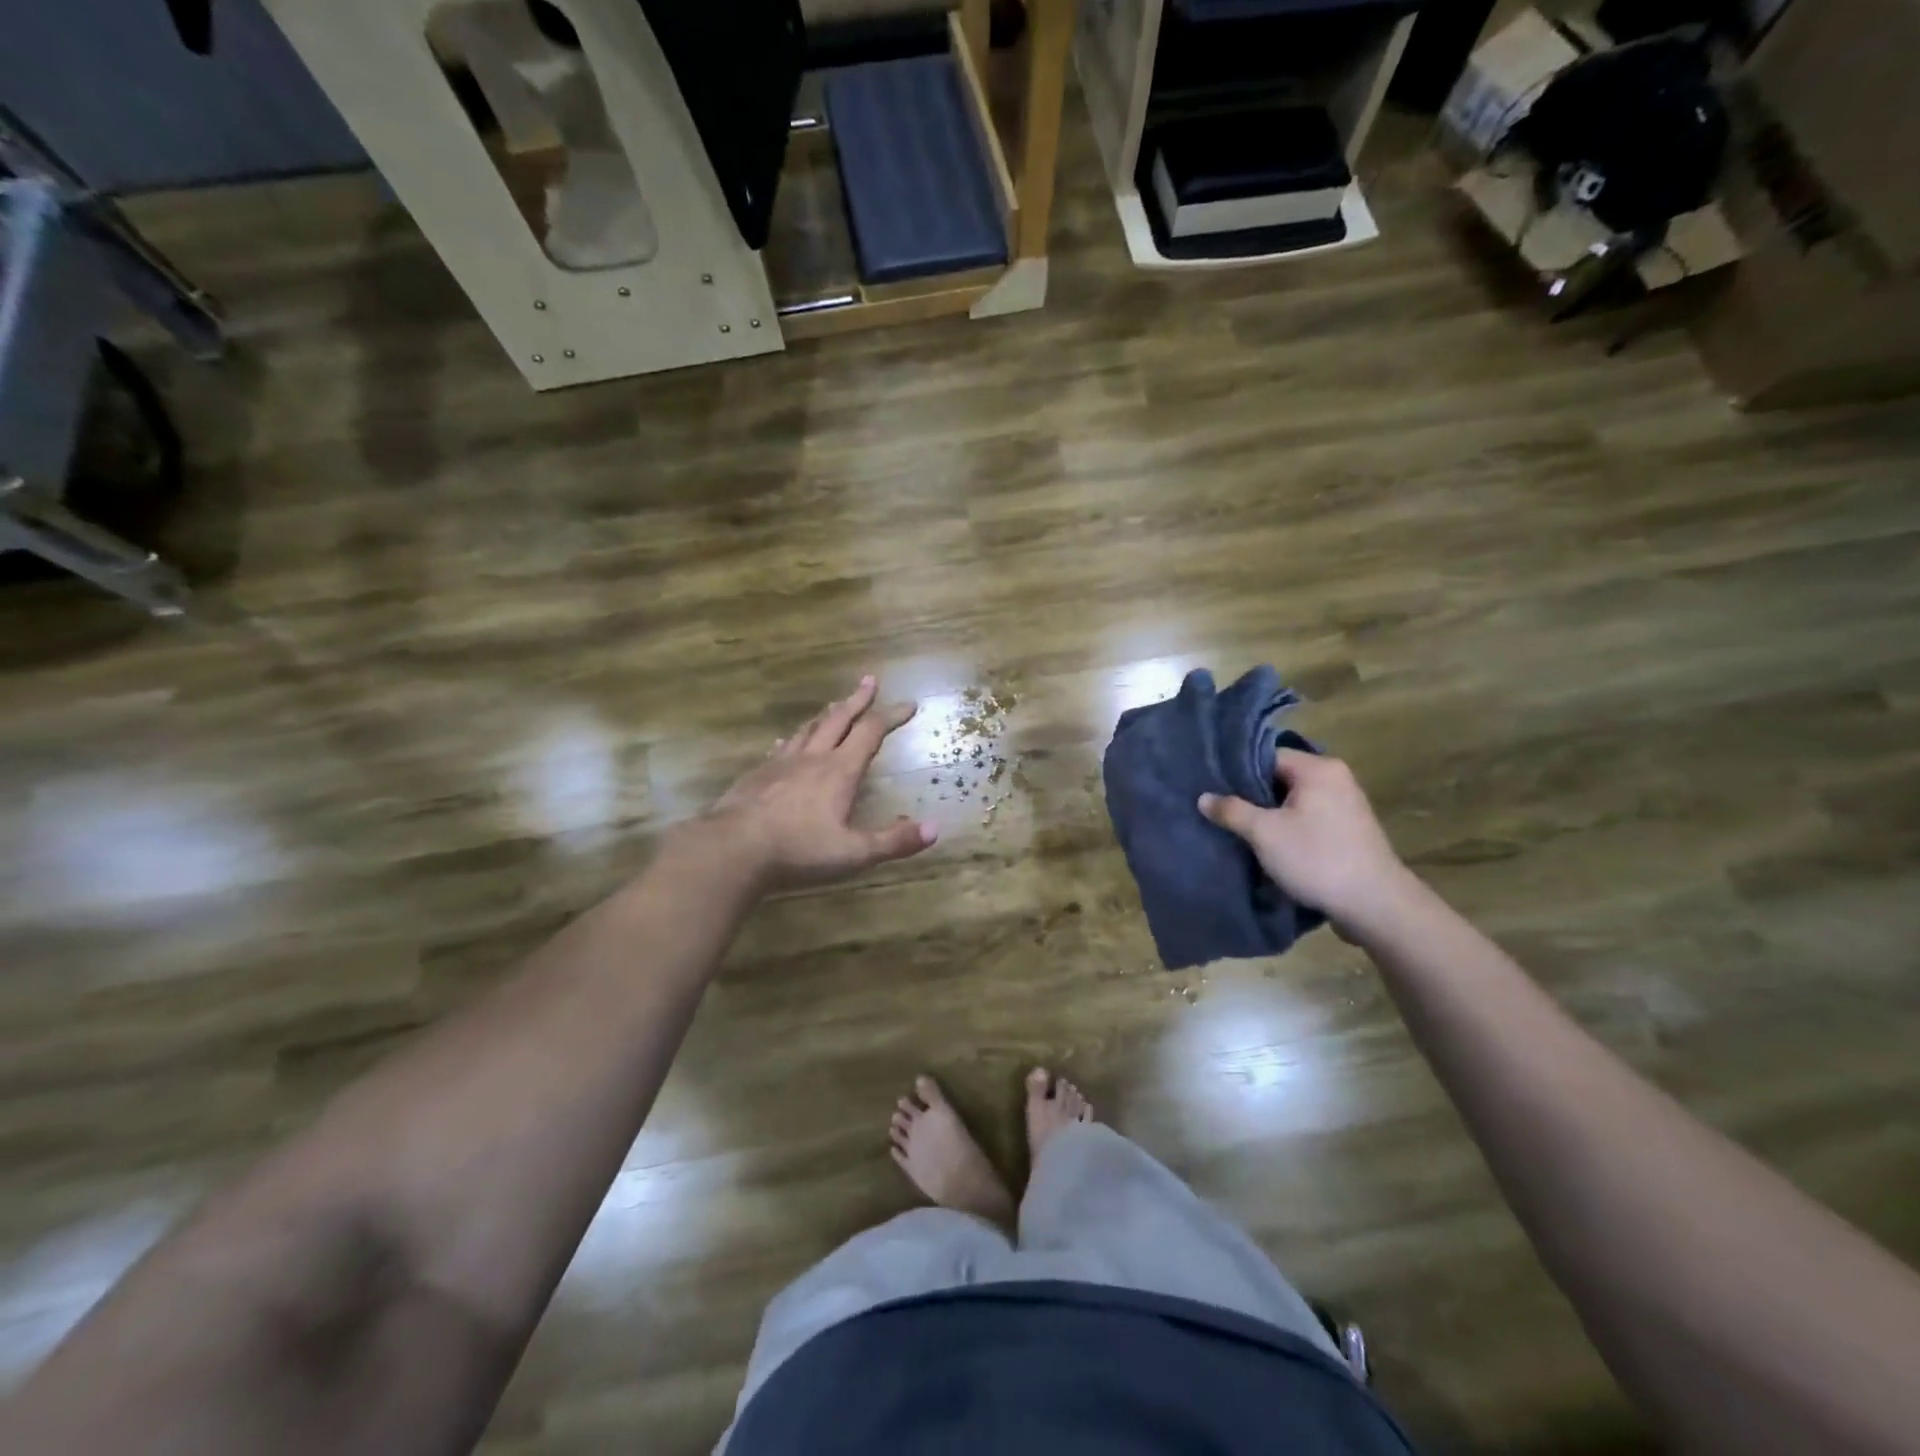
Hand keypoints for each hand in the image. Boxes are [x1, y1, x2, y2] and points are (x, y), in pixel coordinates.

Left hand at [707, 676, 936, 889]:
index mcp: (840, 771)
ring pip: (808, 729)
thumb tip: (934, 829)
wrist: (733, 849)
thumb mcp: (854, 853)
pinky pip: (780, 749)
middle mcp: (812, 758)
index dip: (892, 716)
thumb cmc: (799, 850)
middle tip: (869, 681)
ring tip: (834, 704)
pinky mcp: (757, 775)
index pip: (871, 732)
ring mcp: (781, 764)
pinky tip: (786, 741)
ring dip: (826, 714)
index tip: (909, 704)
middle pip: (839, 719)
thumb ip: (894, 841)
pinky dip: (791, 739)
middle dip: (858, 700)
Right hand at [1198, 750, 1412, 932]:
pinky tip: (1267, 844)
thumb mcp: (1265, 833)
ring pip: (1293, 800)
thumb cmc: (1317, 859)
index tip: (1212, 788)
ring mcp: (1345, 805)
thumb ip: (1232, 811)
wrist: (1375, 905)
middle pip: (1280, 777)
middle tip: (1220, 810)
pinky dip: (1287, 827)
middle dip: (1251, 795)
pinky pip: (1308, 818)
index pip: (1267, 756)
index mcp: (1318, 769)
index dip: (1237, 771)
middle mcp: (1335, 778)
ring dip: (1269, 814)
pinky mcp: (1347, 830)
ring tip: (1238, 828)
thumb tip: (1203, 797)